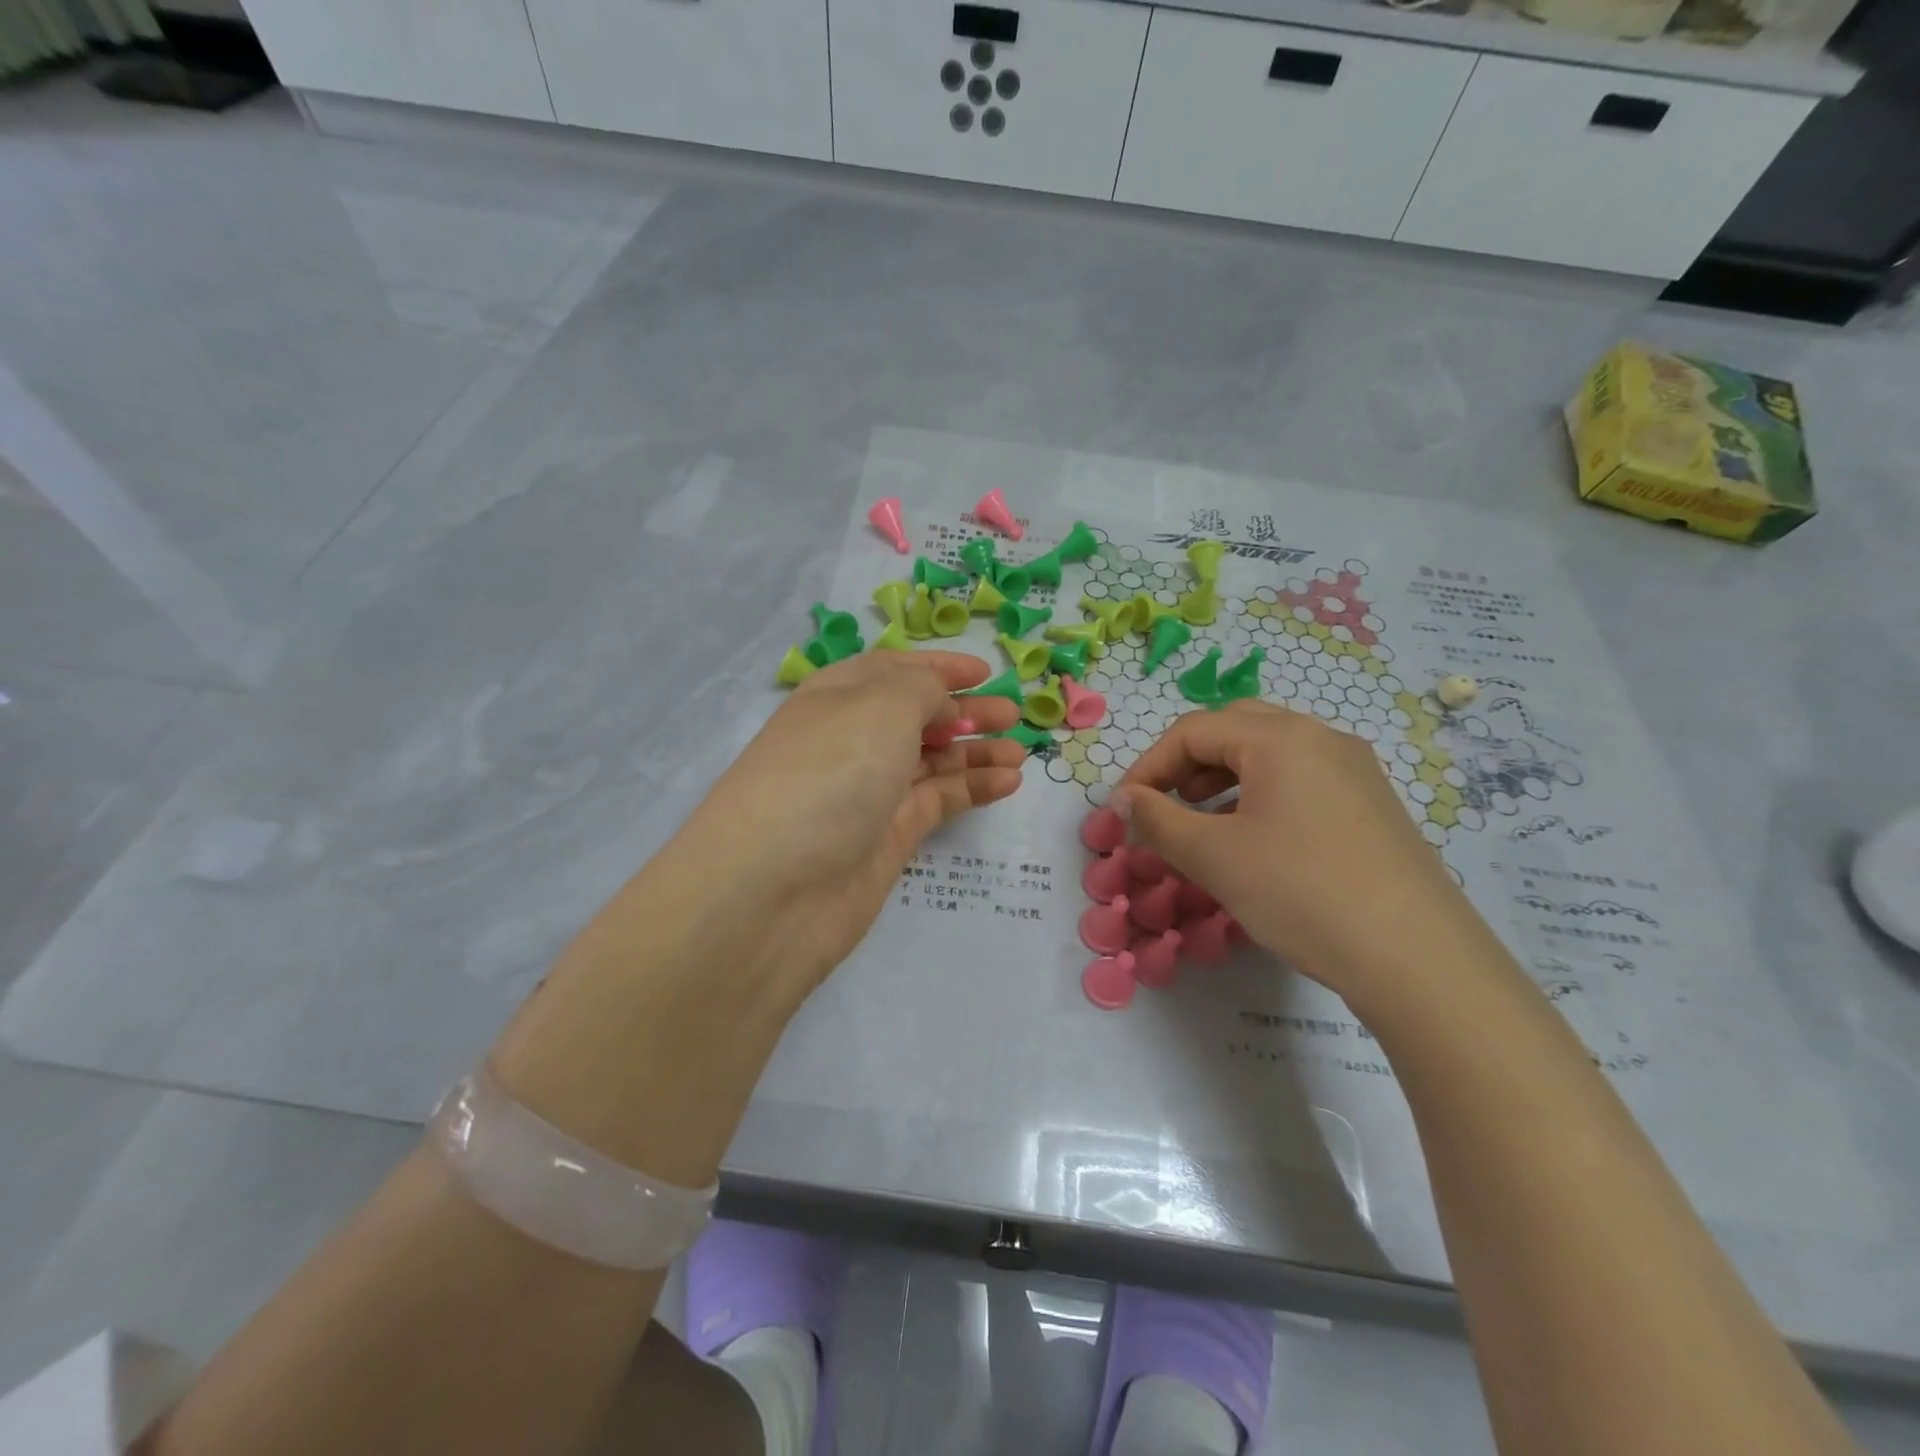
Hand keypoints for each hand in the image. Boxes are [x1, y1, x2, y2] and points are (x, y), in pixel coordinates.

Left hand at [677, 650, 1026, 994]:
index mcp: (838, 696)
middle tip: (1013, 715)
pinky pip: (937, 802)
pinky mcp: (886, 838)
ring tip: (1021, 750)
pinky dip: (972, 789)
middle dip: (965, 710)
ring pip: (931, 761)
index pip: (892, 670)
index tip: (984, 672)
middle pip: (916, 716)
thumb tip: (940, 705)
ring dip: (975, 751)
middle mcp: (851, 740)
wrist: (774, 890)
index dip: (937, 667)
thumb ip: (923, 691)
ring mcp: (868, 792)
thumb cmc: (829, 772)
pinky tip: (1007, 781)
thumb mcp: (881, 707)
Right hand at [1113, 701, 1485, 1001]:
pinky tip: (1254, 839)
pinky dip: (1262, 795)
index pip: (1193, 731)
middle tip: (1165, 804)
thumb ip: (1157, 820)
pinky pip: (1302, 780)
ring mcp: (1355, 770)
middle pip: (1235, 730)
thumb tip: (1123, 800)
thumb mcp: (1214, 857)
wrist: (1417, 959)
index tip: (1124, 809)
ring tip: (1202, 823)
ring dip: (1224, 778)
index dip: (1148, 765)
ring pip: (1271, 754)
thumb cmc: (1301, 893)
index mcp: (1281, 738)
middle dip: (1188, 763)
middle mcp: (1322, 738)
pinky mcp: (1373, 805)